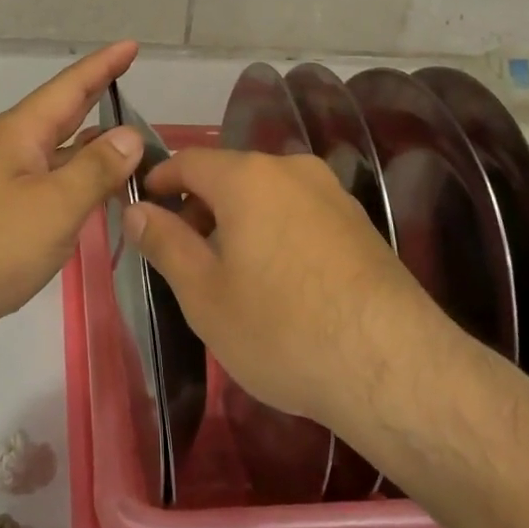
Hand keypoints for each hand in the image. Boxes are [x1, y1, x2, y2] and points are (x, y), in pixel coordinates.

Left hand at [0, 42, 144, 360]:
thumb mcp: (54, 206)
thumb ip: (96, 168)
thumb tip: (130, 134)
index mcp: (20, 133)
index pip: (71, 87)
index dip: (104, 65)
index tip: (132, 45)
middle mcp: (9, 148)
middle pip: (63, 114)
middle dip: (98, 97)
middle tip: (134, 84)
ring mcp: (1, 181)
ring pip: (56, 152)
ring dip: (92, 146)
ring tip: (131, 144)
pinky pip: (48, 183)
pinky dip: (76, 181)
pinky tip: (95, 195)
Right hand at [130, 149, 437, 431]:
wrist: (393, 366)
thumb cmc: (281, 328)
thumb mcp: (204, 293)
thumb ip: (164, 242)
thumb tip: (135, 210)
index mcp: (248, 176)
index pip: (189, 161)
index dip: (159, 181)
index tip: (141, 209)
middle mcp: (292, 170)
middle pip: (230, 175)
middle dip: (199, 206)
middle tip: (181, 253)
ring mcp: (332, 193)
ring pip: (267, 194)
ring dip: (238, 220)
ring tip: (228, 272)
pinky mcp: (359, 223)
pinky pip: (300, 213)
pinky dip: (274, 231)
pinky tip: (278, 281)